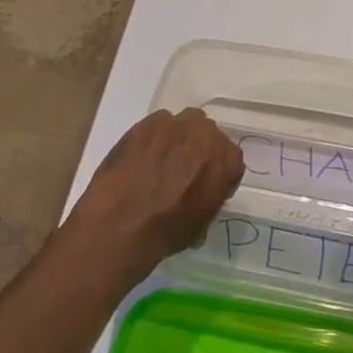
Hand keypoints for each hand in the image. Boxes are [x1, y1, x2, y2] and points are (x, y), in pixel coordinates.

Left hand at [65, 108, 244, 284]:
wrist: (122, 223)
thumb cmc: (168, 229)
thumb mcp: (204, 221)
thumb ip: (212, 194)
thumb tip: (202, 191)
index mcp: (227, 159)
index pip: (230, 159)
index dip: (218, 174)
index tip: (205, 186)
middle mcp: (206, 134)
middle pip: (208, 136)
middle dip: (199, 151)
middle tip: (183, 172)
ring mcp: (175, 124)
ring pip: (183, 125)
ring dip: (177, 140)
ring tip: (160, 162)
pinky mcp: (146, 122)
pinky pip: (157, 125)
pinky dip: (153, 138)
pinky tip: (141, 157)